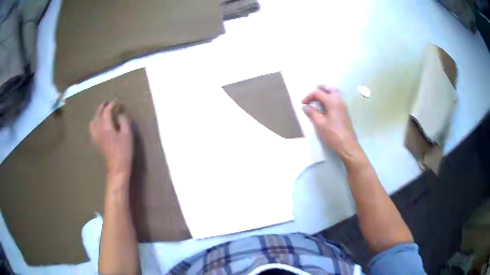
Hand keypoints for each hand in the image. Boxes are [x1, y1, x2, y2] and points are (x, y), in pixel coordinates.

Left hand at [90, 102, 133, 181]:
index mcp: (106, 126)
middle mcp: (98, 129)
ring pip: (93, 121)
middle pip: (98, 114)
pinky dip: (94, 123)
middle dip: (102, 107)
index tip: (117, 103)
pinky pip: (92, 129)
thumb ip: (124, 121)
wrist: (116, 168)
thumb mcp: (127, 135)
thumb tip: (120, 114)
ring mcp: (96, 136)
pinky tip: (98, 125)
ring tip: (102, 113)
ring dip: (97, 115)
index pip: (107, 111)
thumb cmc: (124, 151)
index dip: (112, 105)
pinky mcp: (96, 142)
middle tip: (107, 103)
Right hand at [302, 86, 360, 159]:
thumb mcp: (320, 124)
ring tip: (319, 96)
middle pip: (329, 89)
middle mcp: (339, 100)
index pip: (318, 93)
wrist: (347, 146)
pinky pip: (337, 99)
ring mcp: (343, 106)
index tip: (302, 104)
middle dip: (320, 89)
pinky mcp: (345, 112)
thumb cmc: (333, 134)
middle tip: (312, 94)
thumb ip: (312, 113)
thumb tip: (305, 107)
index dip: (309, 97)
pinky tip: (326, 105)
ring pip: (335, 93)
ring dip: (326, 92)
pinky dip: (331, 98)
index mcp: (332, 101)